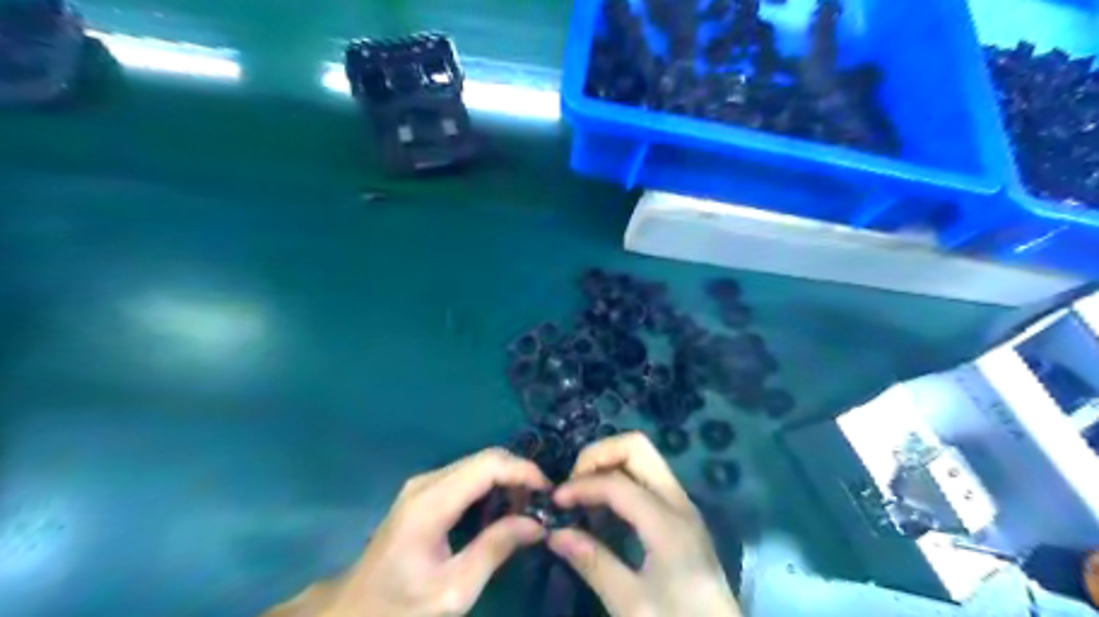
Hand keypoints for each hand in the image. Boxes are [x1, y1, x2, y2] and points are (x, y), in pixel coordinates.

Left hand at [267, 449, 547, 616]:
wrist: (353, 611)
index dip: (524, 471)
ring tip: (526, 510)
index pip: (489, 464)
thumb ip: (495, 550)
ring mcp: (423, 484)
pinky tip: (501, 511)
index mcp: (432, 502)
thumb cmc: (401, 607)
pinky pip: (467, 476)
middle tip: (542, 505)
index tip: (550, 493)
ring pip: (478, 464)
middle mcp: (427, 481)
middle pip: (485, 458)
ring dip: (507, 480)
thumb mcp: (453, 590)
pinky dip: (492, 486)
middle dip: (519, 475)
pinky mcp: (424, 491)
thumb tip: (537, 523)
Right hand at [548, 430, 738, 616]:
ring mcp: (682, 504)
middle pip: (636, 447)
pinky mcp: (680, 514)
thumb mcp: (631, 604)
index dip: (581, 485)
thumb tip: (554, 533)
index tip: (554, 503)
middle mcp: (678, 501)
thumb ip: (593, 563)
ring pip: (643, 457)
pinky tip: (603, 506)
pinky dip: (619, 476)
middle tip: (573, 484)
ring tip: (583, 494)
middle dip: (598, 455)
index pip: (616, 482)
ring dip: (608, 463)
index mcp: (668, 522)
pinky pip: (646, 476)